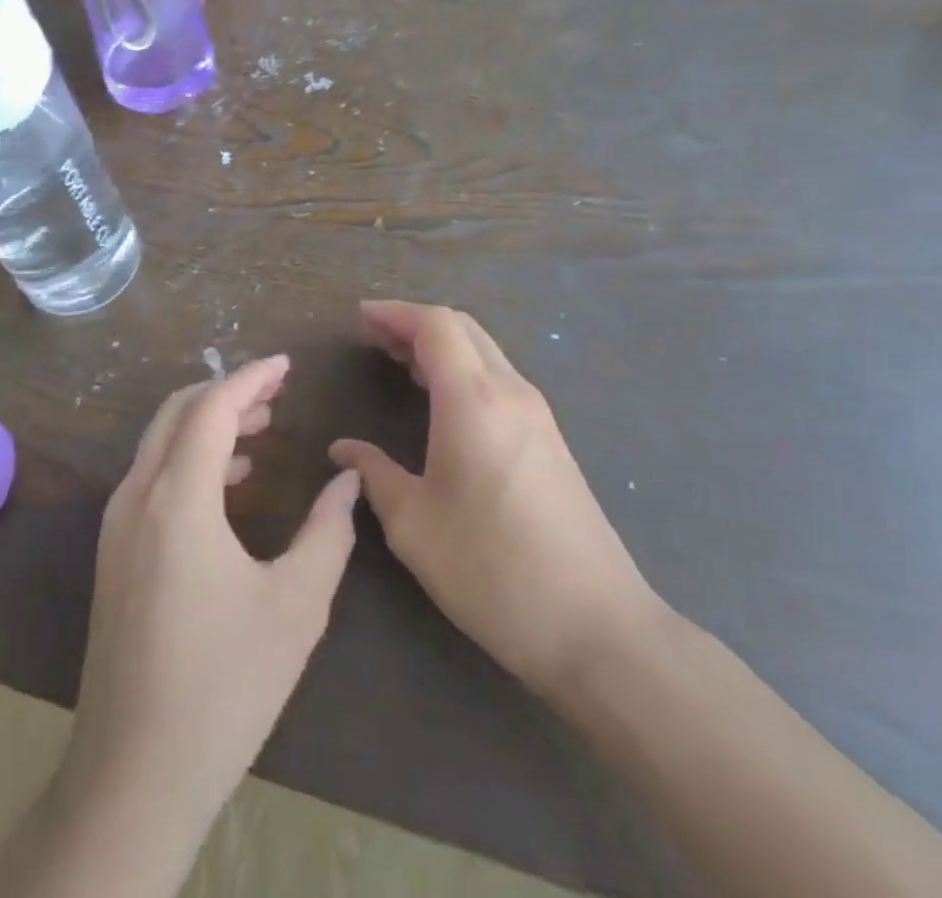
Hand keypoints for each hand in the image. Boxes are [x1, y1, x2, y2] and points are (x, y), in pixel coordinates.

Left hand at [61, 356, 360, 836]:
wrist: (134, 774)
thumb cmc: (225, 686)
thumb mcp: (296, 606)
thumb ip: (328, 532)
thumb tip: (348, 481)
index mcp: (178, 499)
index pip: (212, 408)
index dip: (251, 378)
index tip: (287, 364)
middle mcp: (138, 497)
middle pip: (178, 413)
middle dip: (228, 392)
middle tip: (277, 391)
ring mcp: (118, 526)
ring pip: (161, 443)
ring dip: (209, 424)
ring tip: (263, 429)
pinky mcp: (114, 554)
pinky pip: (153, 478)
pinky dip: (191, 459)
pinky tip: (233, 482)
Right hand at [330, 303, 657, 694]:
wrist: (597, 628)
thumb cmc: (493, 571)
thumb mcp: (414, 526)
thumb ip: (374, 475)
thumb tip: (343, 450)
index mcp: (473, 401)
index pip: (435, 325)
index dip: (394, 313)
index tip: (358, 319)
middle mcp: (510, 393)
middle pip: (461, 328)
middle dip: (414, 323)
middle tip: (372, 338)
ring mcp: (537, 414)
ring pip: (483, 351)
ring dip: (439, 345)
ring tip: (397, 361)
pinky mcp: (550, 439)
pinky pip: (498, 378)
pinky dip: (461, 369)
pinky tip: (439, 399)